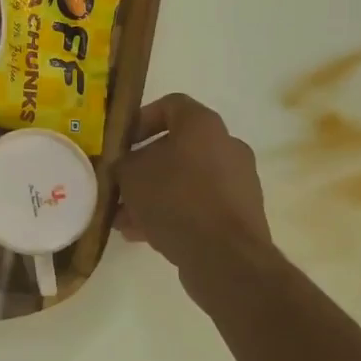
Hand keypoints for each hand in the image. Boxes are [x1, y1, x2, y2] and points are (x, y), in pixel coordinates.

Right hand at [116, 94, 273, 280]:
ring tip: (125, 218)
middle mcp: (226, 146)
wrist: (224, 255)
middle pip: (177, 147)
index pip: (170, 104)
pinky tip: (143, 235)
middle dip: (144, 167)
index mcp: (203, 125)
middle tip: (120, 185)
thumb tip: (124, 167)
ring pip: (186, 180)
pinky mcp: (240, 214)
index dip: (141, 120)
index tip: (122, 143)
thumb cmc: (174, 198)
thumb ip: (122, 164)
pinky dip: (174, 214)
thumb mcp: (130, 175)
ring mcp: (238, 181)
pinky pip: (199, 205)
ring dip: (155, 195)